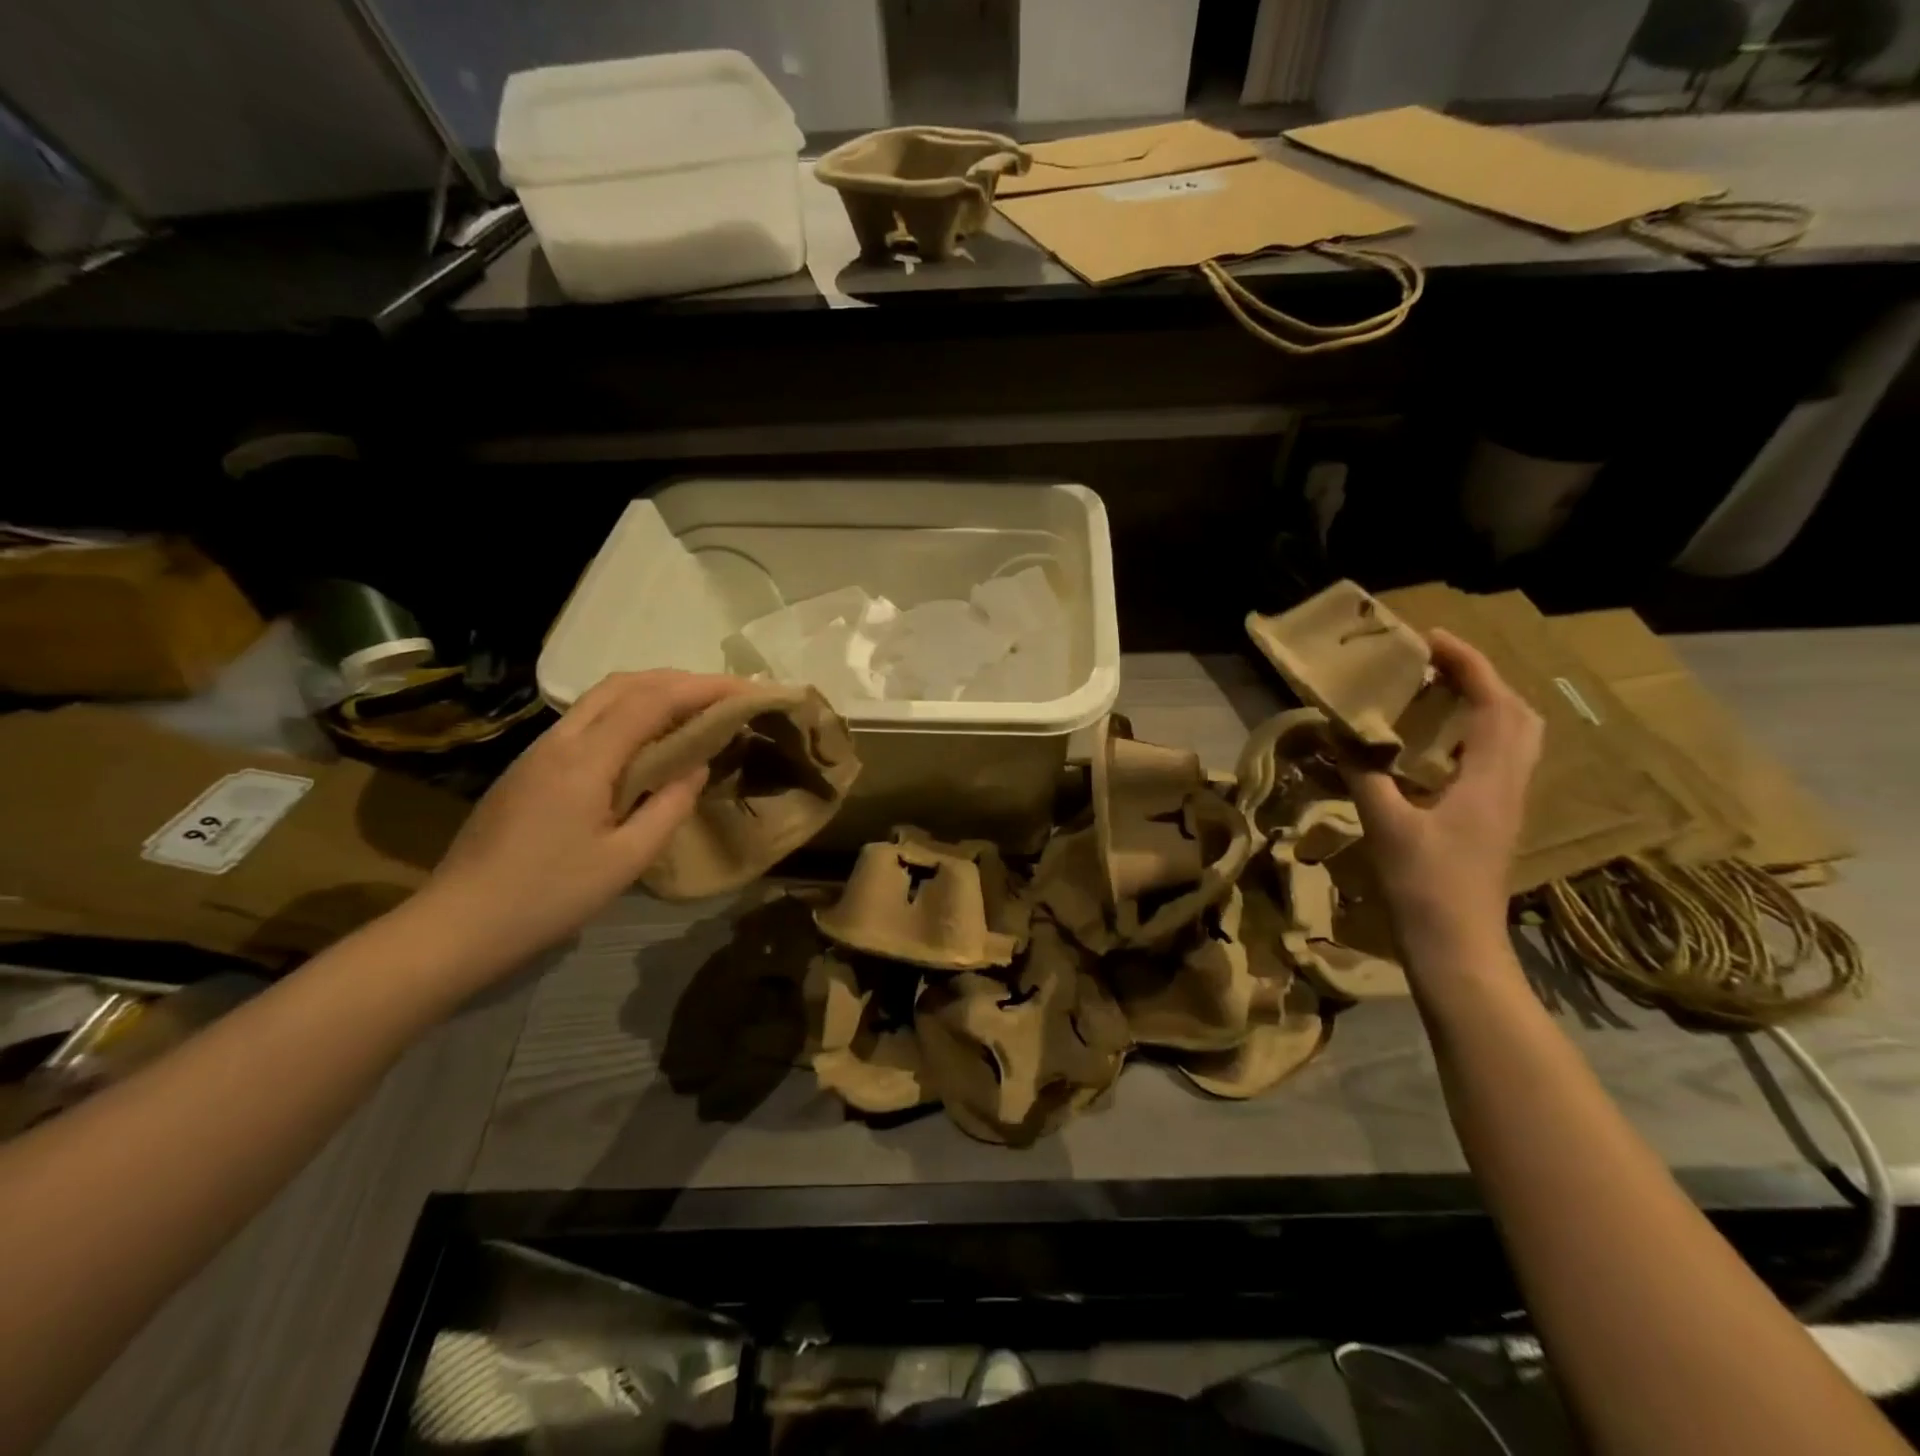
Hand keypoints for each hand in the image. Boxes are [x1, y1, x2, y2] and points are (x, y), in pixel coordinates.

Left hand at [413, 670, 746, 979]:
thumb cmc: (549, 896)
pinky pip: (588, 720)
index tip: (746, 689)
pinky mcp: (530, 766)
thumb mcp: (626, 860)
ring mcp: (539, 750)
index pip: (652, 700)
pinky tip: (648, 739)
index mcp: (585, 759)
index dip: (703, 687)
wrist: (458, 923)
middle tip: (725, 695)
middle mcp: (560, 740)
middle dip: (680, 679)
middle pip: (625, 684)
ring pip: (602, 697)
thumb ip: (669, 806)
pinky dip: (629, 712)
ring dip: (653, 691)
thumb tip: (695, 767)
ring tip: (695, 709)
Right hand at [1341, 630, 1542, 952]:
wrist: (1458, 948)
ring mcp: (1507, 804)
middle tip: (1436, 664)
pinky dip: (1475, 734)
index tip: (1430, 639)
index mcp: (1489, 779)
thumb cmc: (1424, 886)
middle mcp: (1509, 784)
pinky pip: (1498, 759)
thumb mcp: (1386, 826)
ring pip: (1515, 737)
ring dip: (1484, 704)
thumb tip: (1338, 733)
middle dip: (1482, 678)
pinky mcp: (1495, 821)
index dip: (1468, 664)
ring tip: (1438, 694)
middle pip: (1518, 714)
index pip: (1494, 703)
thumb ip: (1364, 774)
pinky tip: (1436, 746)